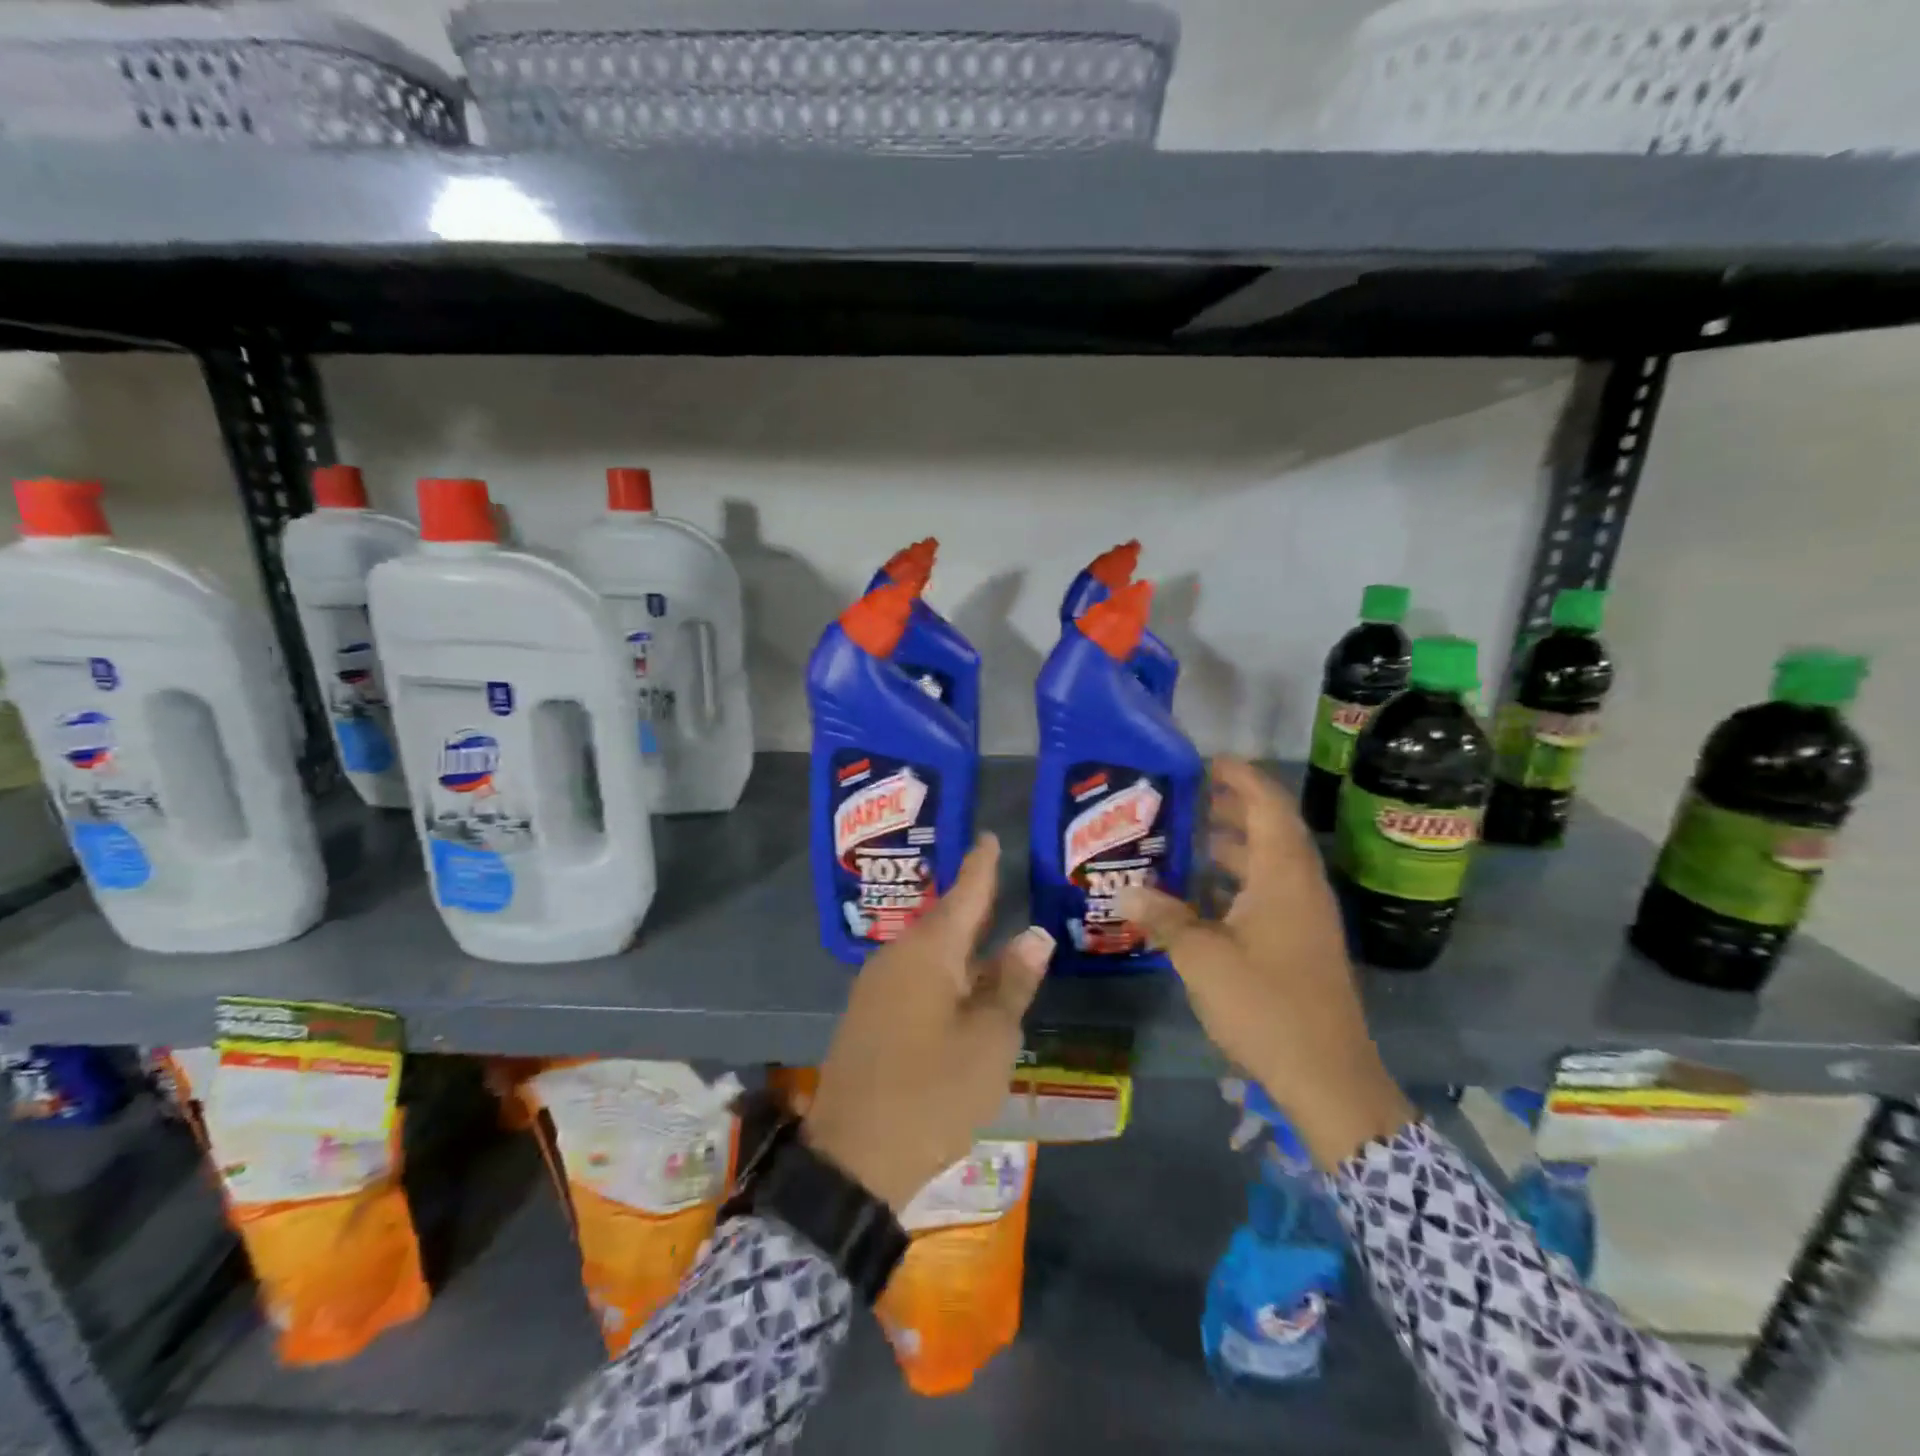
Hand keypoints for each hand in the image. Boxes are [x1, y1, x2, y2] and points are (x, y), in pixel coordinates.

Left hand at [803, 834, 1052, 1212]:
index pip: (964, 894)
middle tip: (999, 880)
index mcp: (929, 952)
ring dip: (961, 943)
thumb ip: (1012, 982)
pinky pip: (914, 976)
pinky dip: (944, 972)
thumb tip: (1034, 934)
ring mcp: (877, 987)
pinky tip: (962, 985)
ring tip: (991, 932)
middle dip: (973, 903)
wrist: (853, 1156)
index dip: (981, 866)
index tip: (988, 836)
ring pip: (929, 952)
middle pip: (944, 921)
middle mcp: (898, 957)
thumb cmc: (934, 1091)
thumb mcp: (989, 1039)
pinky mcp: (869, 1016)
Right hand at [1116, 758, 1414, 1170]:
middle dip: (1232, 808)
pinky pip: (1271, 892)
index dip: (1242, 777)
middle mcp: (1301, 887)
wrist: (1328, 1076)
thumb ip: (1163, 917)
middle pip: (1271, 830)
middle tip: (1187, 798)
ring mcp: (1306, 917)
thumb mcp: (1202, 957)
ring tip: (1188, 840)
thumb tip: (1124, 891)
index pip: (1268, 806)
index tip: (1207, 761)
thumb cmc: (1265, 1004)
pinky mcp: (1303, 943)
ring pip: (1271, 864)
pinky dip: (1240, 881)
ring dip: (1235, 846)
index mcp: (1284, 876)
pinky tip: (1204, 896)